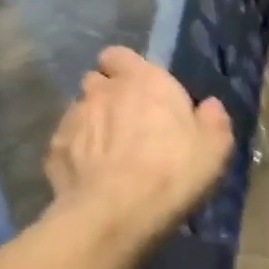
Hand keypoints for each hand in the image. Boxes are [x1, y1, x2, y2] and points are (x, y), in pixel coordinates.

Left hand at [45, 48, 233, 236]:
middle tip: (129, 122)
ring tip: (108, 152)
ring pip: (80, 111)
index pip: (120, 55)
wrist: (116, 213)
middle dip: (109, 95)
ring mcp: (72, 119)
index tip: (142, 90)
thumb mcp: (216, 146)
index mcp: (144, 79)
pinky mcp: (53, 151)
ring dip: (93, 123)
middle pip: (98, 81)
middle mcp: (103, 91)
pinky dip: (77, 152)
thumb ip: (213, 119)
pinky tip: (91, 175)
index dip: (127, 69)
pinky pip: (66, 142)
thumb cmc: (173, 170)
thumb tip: (209, 106)